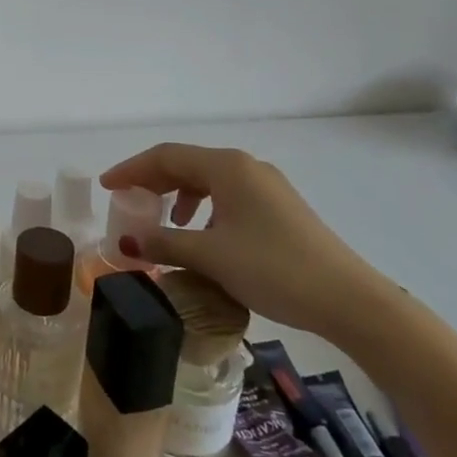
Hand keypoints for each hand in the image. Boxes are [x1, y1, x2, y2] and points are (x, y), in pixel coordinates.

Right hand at [102, 143, 393, 338]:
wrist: (349, 300)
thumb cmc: (273, 269)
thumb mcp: (211, 257)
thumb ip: (165, 244)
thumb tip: (126, 243)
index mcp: (226, 166)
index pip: (166, 156)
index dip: (132, 169)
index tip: (107, 186)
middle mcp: (245, 166)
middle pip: (187, 164)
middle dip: (154, 181)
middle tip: (128, 203)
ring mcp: (266, 185)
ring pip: (209, 180)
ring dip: (180, 195)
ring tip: (165, 222)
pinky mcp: (280, 208)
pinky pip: (228, 196)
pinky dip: (205, 208)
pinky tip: (203, 236)